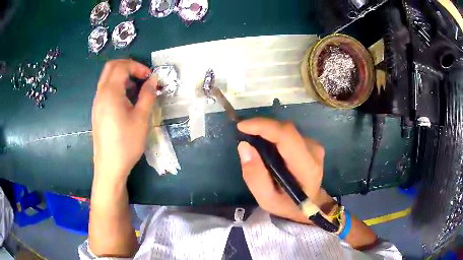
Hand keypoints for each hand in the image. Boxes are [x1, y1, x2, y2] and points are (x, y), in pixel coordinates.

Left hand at [92, 60, 156, 180]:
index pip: (122, 66)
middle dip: (128, 66)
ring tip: (136, 89)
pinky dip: (117, 86)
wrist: (109, 166)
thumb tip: (153, 80)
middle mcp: (100, 94)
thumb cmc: (126, 143)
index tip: (150, 77)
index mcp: (110, 92)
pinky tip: (126, 101)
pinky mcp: (97, 111)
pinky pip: (105, 90)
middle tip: (142, 76)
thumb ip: (148, 95)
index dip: (137, 67)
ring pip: (107, 78)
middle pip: (111, 67)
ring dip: (122, 76)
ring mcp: (97, 103)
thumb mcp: (141, 118)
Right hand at [237, 118, 329, 223]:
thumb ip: (255, 176)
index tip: (241, 127)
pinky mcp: (311, 143)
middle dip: (261, 128)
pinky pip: (288, 134)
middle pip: (285, 130)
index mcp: (306, 167)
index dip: (263, 126)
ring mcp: (314, 146)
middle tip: (244, 135)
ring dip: (267, 133)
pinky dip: (274, 136)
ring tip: (255, 145)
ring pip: (286, 130)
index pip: (286, 136)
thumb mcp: (266, 199)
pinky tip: (268, 149)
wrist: (311, 204)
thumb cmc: (288, 205)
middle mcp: (313, 151)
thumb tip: (244, 146)